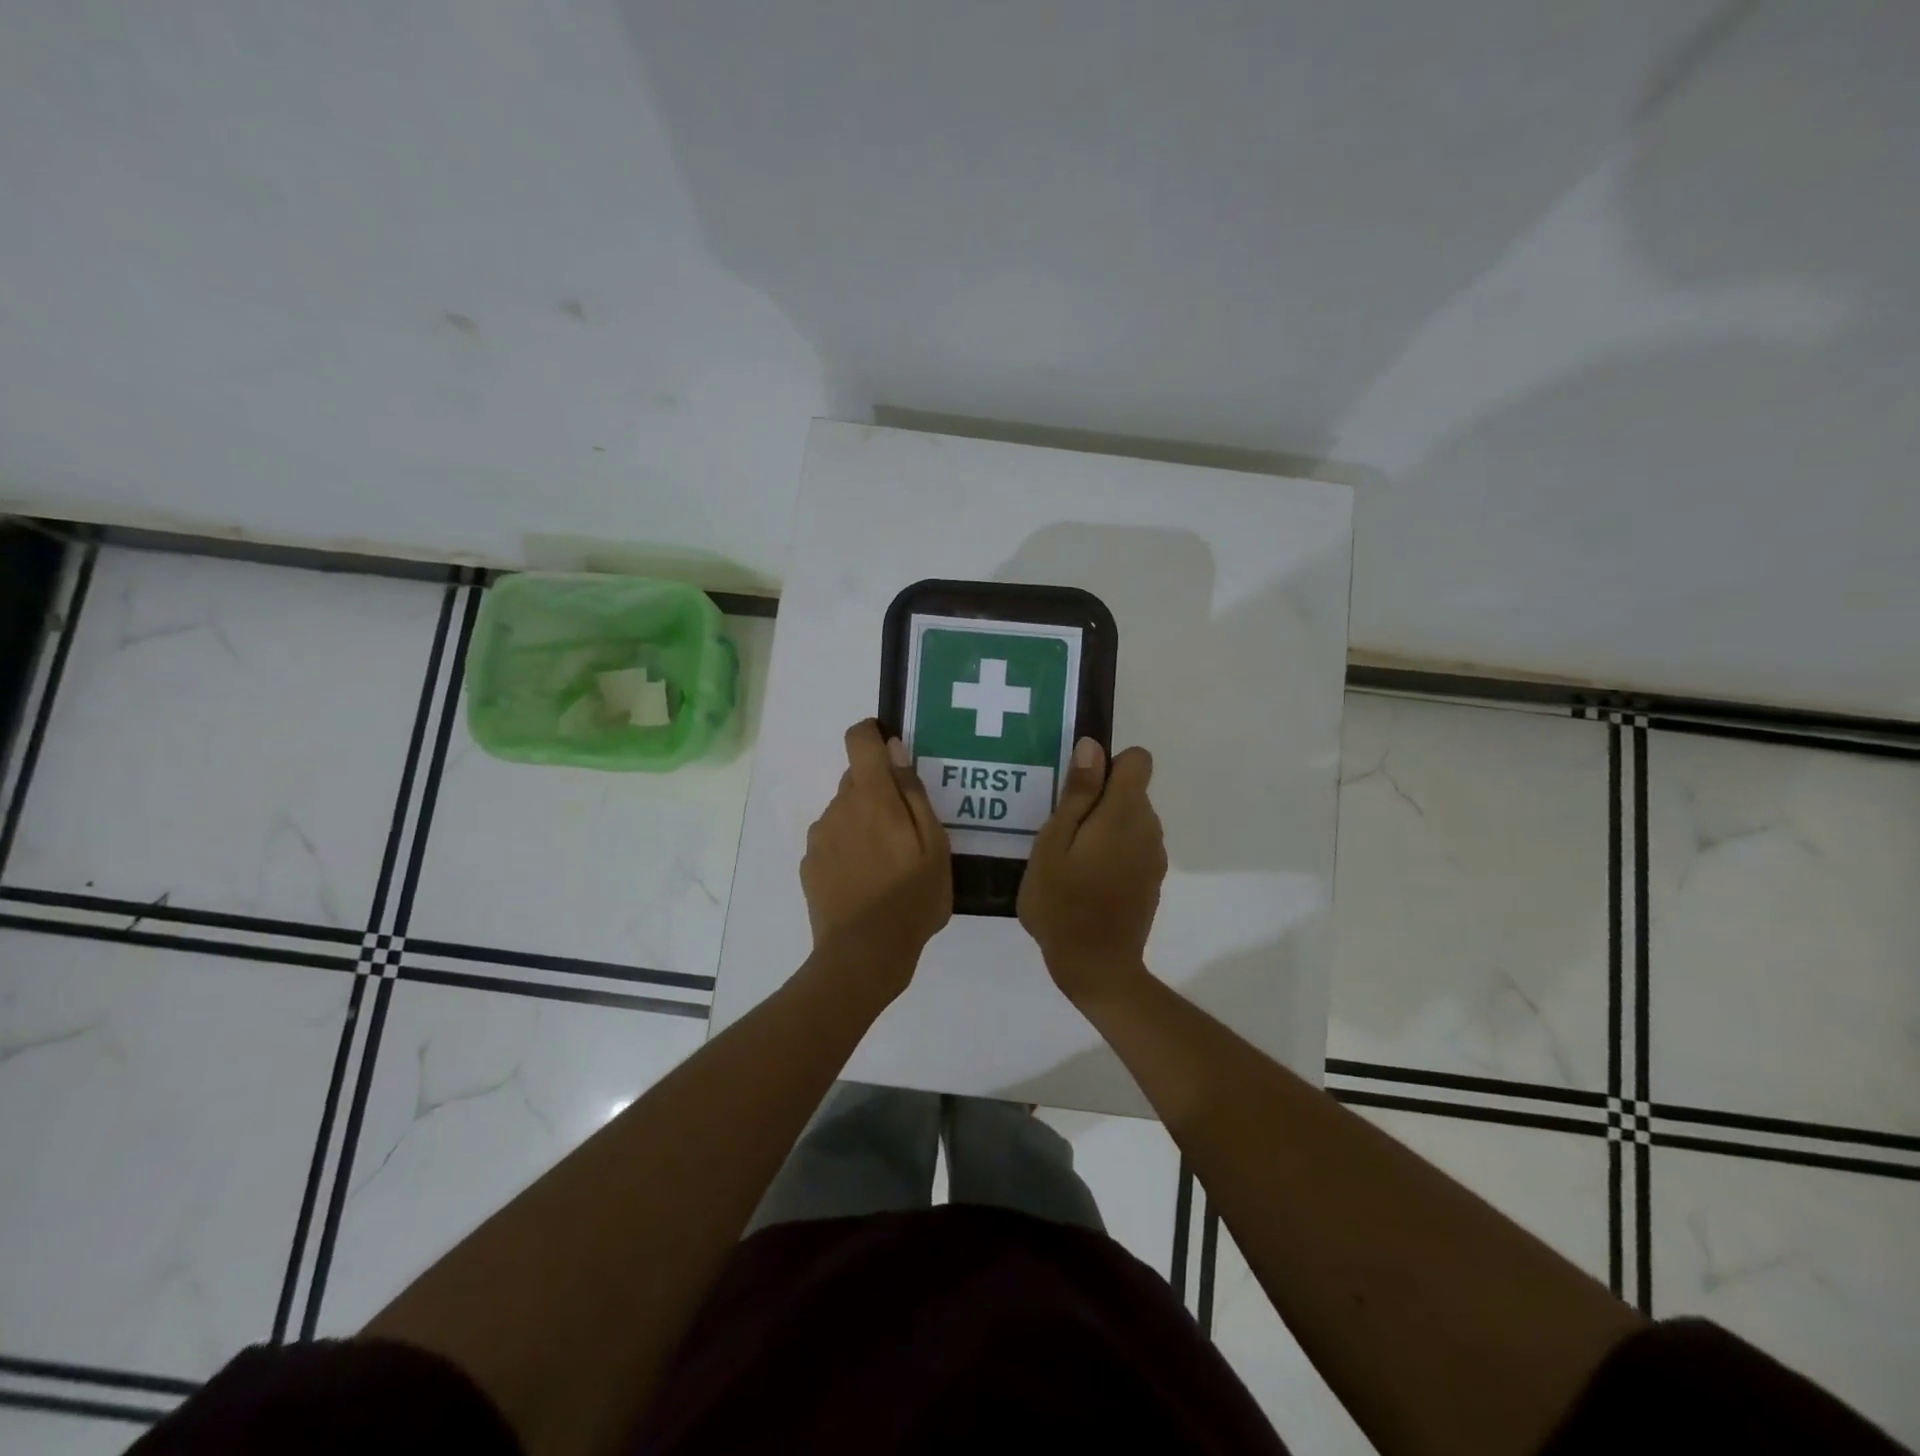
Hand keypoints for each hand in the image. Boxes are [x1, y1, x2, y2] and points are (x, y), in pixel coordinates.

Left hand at [801, 720, 951, 989]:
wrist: (864, 954)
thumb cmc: (912, 898)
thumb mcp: (934, 845)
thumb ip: (913, 793)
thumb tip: (894, 750)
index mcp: (871, 796)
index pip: (859, 739)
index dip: (873, 735)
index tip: (893, 753)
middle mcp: (838, 807)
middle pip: (855, 779)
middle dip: (879, 793)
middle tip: (906, 830)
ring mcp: (819, 837)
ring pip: (844, 812)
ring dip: (863, 823)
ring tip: (888, 863)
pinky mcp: (809, 865)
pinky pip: (832, 841)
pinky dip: (848, 849)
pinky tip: (866, 881)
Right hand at [1018, 738, 1166, 1007]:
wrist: (1096, 967)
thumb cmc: (1062, 903)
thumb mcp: (1053, 843)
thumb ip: (1076, 793)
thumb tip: (1092, 747)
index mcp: (1124, 813)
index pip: (1137, 760)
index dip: (1108, 764)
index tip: (1078, 789)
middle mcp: (1148, 827)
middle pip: (1132, 790)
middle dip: (1099, 799)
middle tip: (1061, 830)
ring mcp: (1154, 856)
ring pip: (1132, 820)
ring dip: (1105, 826)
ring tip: (1070, 858)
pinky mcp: (1152, 879)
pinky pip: (1134, 846)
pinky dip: (1114, 851)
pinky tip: (1087, 880)